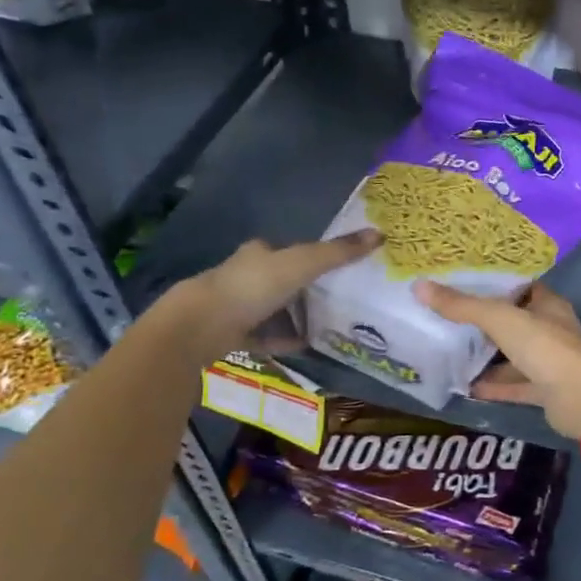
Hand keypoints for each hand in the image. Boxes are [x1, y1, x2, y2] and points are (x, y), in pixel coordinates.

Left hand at [167, 231, 380, 345]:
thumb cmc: (252, 287)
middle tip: (338, 299)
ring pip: (273, 309)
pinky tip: (304, 346)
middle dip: (305, 289)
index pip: (288, 251)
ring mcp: (236, 307)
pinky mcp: (231, 334)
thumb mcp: (302, 265)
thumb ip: (338, 253)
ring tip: (328, 324)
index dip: (311, 257)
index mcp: (259, 253)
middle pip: (282, 280)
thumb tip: (379, 234)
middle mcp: (246, 276)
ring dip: (295, 316)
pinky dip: (283, 340)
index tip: (336, 268)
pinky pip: (265, 337)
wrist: (201, 326)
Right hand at [414, 282, 580, 438]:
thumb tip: (419, 286)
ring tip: (447, 350)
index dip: (492, 283)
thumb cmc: (546, 347)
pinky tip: (463, 386)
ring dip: (485, 355)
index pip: (518, 287)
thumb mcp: (500, 319)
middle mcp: (549, 329)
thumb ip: (462, 306)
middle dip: (482, 321)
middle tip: (444, 315)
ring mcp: (548, 362)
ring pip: (511, 354)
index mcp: (547, 304)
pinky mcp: (544, 391)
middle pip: (512, 321)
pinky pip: (512, 384)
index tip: (459, 281)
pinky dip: (491, 385)